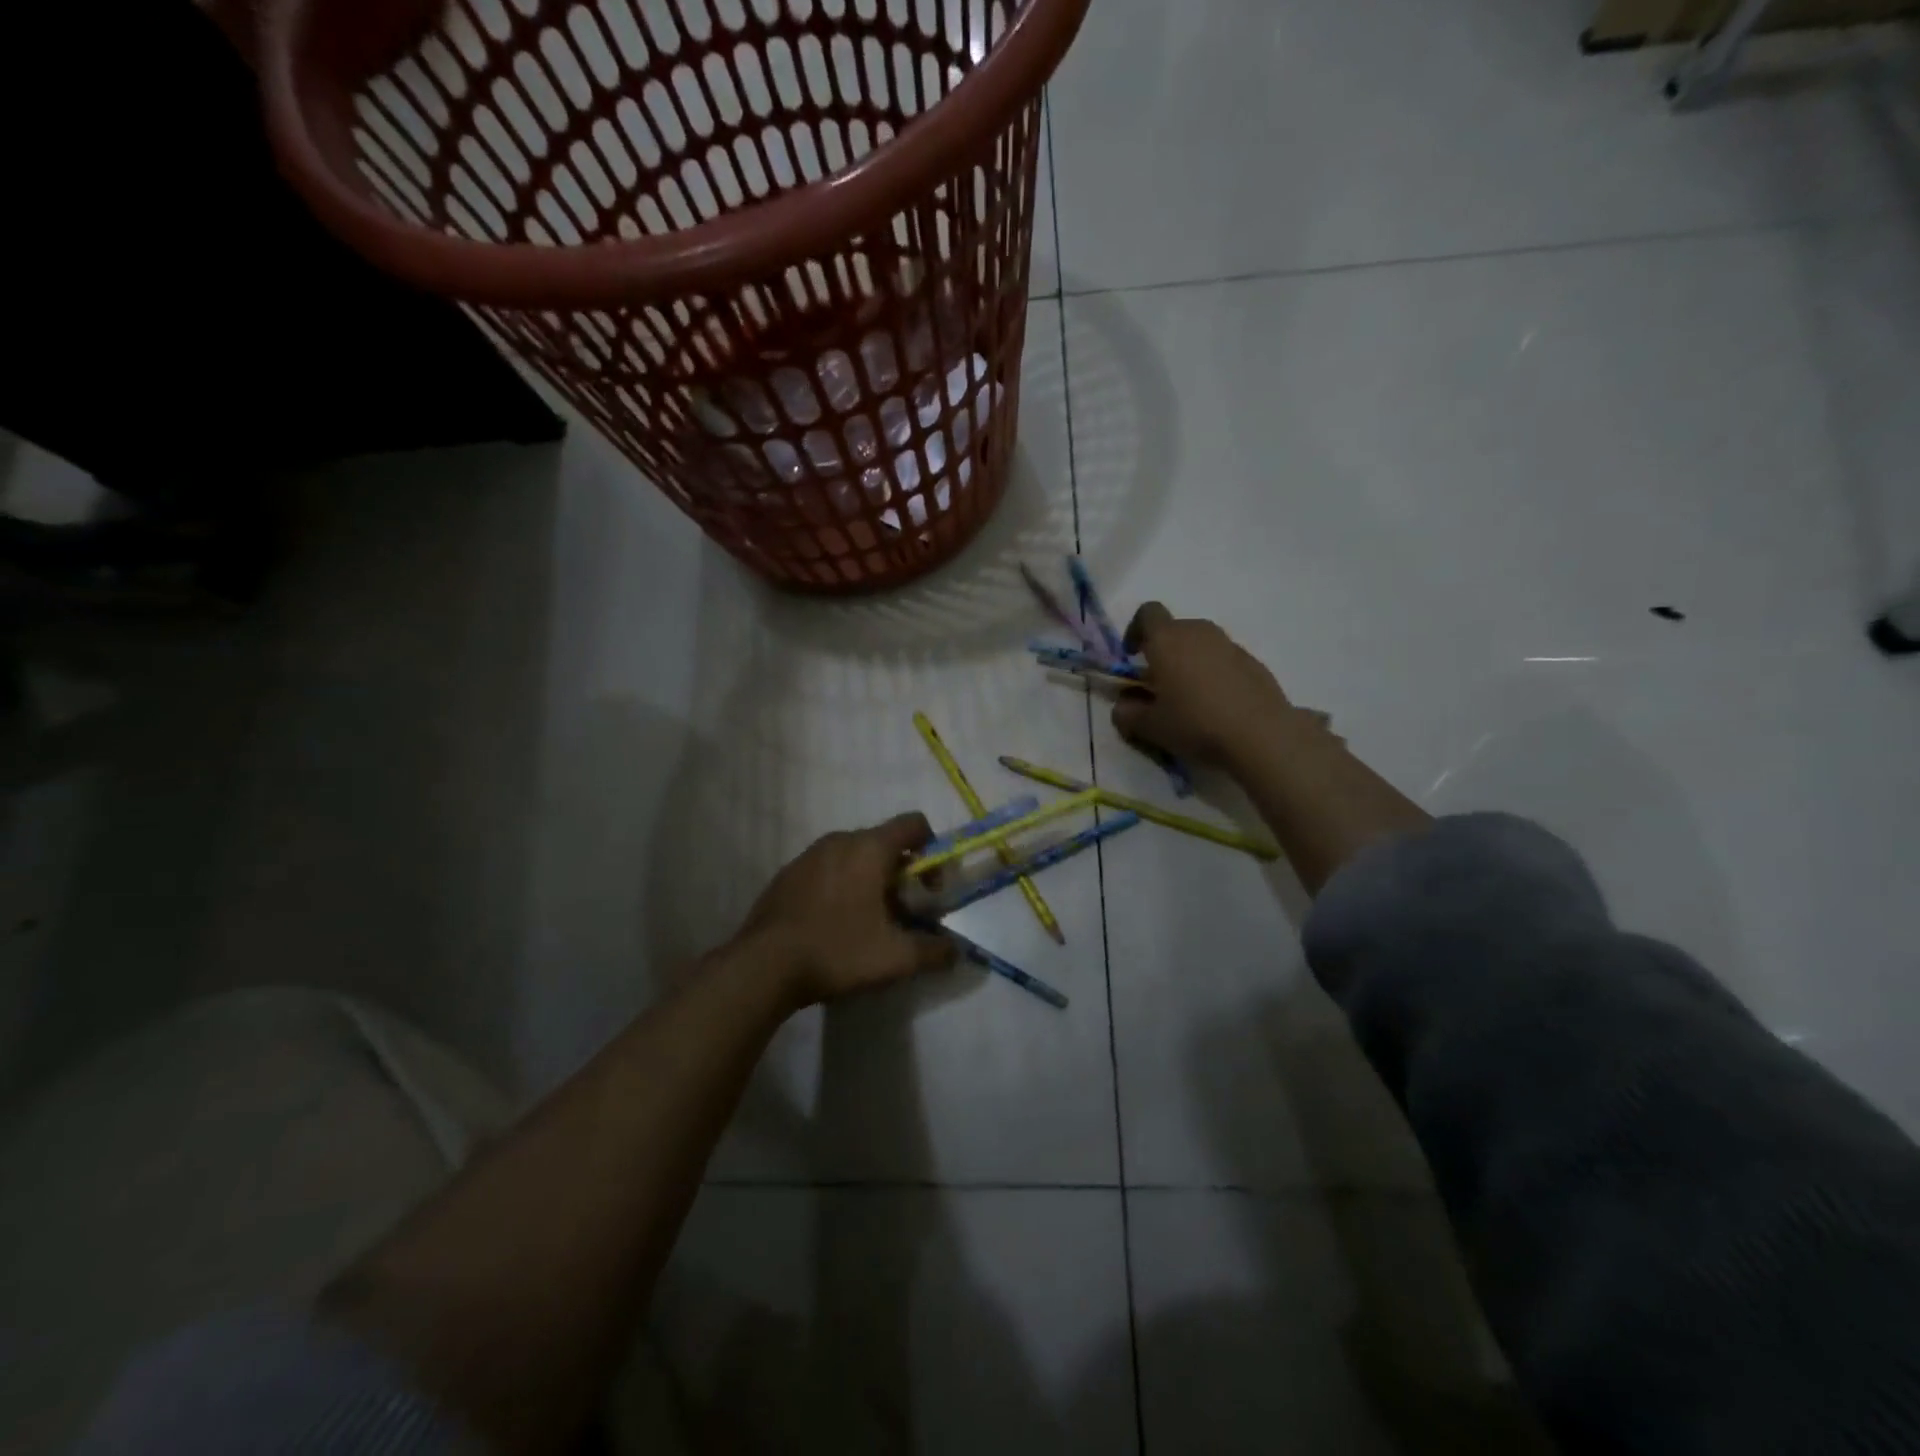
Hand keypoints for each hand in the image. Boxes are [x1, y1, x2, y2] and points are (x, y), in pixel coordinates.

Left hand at [738, 812, 955, 1008]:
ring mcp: (807, 856)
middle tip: (901, 913)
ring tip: (866, 921)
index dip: (932, 850)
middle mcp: (839, 840)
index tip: (930, 888)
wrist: (763, 966)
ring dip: (868, 880)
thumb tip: (955, 951)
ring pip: (852, 856)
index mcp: (869, 848)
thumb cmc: (838, 951)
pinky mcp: (786, 875)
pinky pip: (825, 870)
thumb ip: (934, 951)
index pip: (914, 824)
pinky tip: (833, 925)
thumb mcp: (896, 958)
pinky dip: (839, 887)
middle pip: (883, 842)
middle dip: (900, 873)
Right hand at [1111, 603, 1298, 766]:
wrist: (1260, 735)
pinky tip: (1217, 705)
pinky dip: (1215, 674)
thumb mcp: (1149, 727)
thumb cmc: (1195, 723)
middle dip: (1163, 651)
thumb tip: (1123, 705)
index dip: (1135, 630)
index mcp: (1167, 639)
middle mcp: (1199, 632)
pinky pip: (1224, 660)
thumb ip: (1128, 713)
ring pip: (1201, 644)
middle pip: (1175, 629)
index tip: (1132, 657)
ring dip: (1190, 662)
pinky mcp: (1254, 663)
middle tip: (1159, 685)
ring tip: (1189, 698)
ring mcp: (1230, 645)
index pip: (1147, 613)